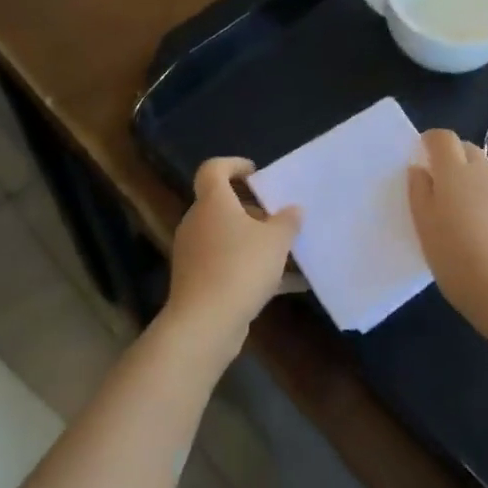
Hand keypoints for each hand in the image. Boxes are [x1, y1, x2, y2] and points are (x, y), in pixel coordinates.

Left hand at [164, 157, 300, 346]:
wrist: (205, 322)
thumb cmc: (241, 267)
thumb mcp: (276, 240)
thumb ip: (288, 221)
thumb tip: (293, 210)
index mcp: (213, 202)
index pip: (213, 169)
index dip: (233, 165)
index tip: (256, 174)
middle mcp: (198, 222)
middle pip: (223, 205)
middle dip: (253, 210)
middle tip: (280, 218)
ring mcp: (194, 253)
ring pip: (227, 237)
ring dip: (254, 241)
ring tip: (287, 253)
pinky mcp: (197, 280)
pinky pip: (227, 264)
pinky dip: (250, 268)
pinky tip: (283, 285)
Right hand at [407, 130, 487, 337]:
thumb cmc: (460, 264)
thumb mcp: (426, 231)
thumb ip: (420, 194)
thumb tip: (420, 170)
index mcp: (456, 175)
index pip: (443, 138)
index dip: (431, 142)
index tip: (423, 158)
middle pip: (469, 151)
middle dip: (454, 161)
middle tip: (442, 192)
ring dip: (476, 188)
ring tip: (469, 224)